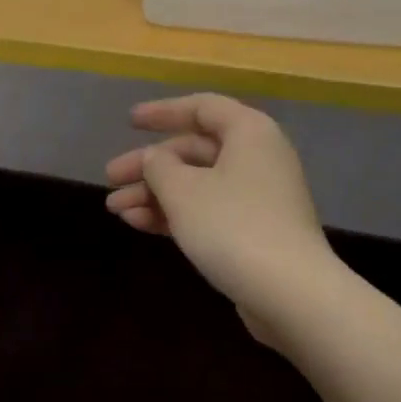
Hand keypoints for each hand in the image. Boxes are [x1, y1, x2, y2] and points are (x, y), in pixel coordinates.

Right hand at [105, 95, 336, 341]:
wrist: (290, 294)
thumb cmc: (233, 226)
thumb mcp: (183, 190)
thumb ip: (159, 166)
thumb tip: (155, 159)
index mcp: (249, 132)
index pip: (202, 108)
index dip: (163, 112)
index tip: (129, 121)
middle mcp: (257, 158)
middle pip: (194, 150)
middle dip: (149, 165)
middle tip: (110, 179)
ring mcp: (258, 197)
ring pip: (198, 184)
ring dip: (155, 194)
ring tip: (115, 210)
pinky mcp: (255, 231)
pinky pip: (208, 211)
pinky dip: (176, 214)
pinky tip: (140, 224)